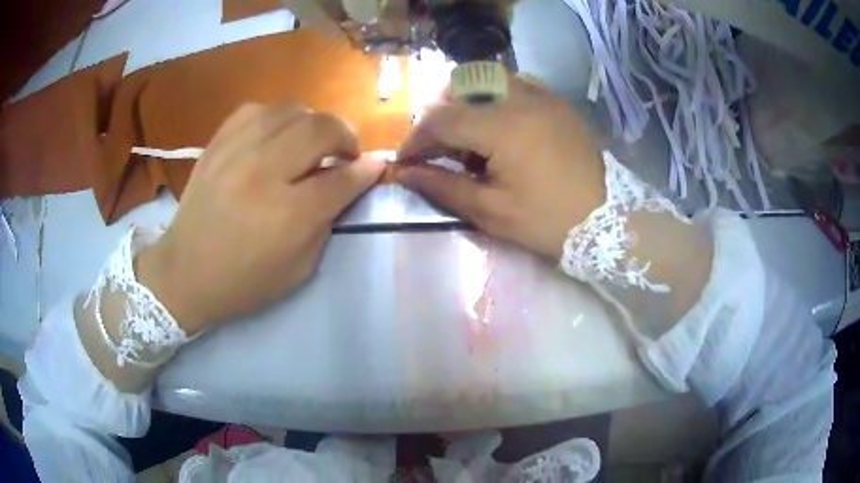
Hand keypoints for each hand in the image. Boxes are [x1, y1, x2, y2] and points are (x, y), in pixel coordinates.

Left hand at [137, 104, 384, 334]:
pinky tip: (278, 134)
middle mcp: (263, 173)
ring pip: (291, 111)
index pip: (341, 178)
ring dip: (313, 123)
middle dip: (346, 136)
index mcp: (287, 215)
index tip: (377, 164)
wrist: (185, 272)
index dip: (366, 169)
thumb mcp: (299, 269)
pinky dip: (277, 118)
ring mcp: (235, 152)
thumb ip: (328, 221)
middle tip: (346, 152)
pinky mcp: (217, 144)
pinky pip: (257, 110)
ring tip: (312, 142)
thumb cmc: (244, 281)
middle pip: (320, 129)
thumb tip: (351, 181)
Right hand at [397, 76, 605, 259]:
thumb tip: (404, 174)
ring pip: (486, 80)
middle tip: (436, 151)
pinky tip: (498, 128)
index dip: (416, 139)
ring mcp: (542, 95)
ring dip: (465, 103)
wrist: (607, 220)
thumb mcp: (491, 211)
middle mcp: (520, 97)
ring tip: (468, 139)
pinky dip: (493, 99)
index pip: (441, 119)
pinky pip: (513, 84)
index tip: (406, 161)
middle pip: (459, 90)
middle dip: (437, 118)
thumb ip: (443, 186)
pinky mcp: (556, 101)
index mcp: (503, 126)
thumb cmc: (548, 221)